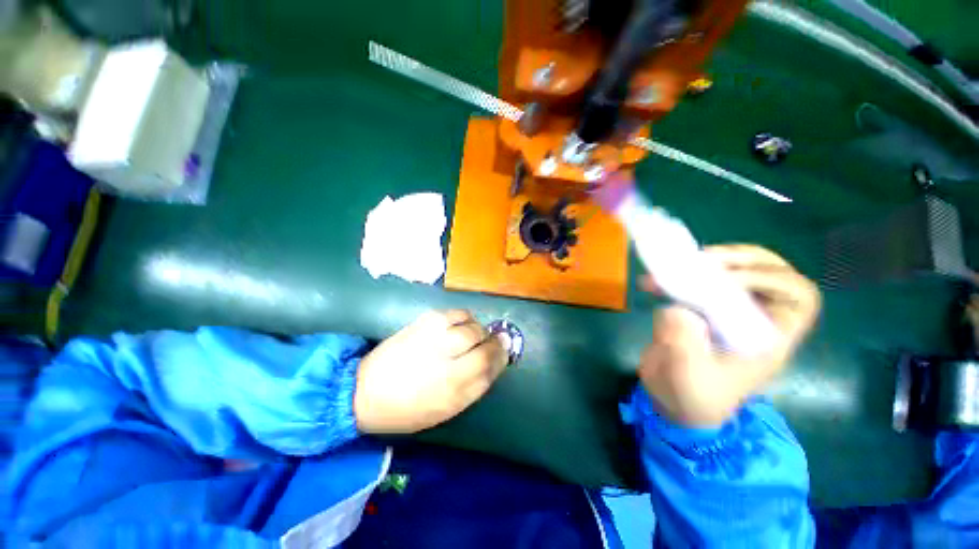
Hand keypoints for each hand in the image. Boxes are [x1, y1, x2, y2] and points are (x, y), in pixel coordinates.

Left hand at [354, 310, 508, 433]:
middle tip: (490, 342)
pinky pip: (456, 313)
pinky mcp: (424, 322)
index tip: (505, 352)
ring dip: (479, 329)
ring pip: (472, 326)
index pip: (489, 365)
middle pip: (484, 343)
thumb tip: (494, 361)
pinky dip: (464, 318)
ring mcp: (435, 337)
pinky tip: (459, 325)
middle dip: (492, 341)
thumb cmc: (409, 408)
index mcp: (453, 389)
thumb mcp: (446, 409)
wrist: (366, 390)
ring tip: (472, 335)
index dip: (501, 356)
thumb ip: (474, 386)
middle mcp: (447, 361)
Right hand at [638, 245, 820, 427]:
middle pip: (770, 272)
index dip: (771, 278)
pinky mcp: (697, 306)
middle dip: (740, 259)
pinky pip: (697, 280)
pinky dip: (678, 273)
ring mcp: (724, 309)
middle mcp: (753, 318)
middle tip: (703, 260)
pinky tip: (654, 282)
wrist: (671, 397)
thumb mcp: (689, 377)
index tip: (728, 279)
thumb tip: (676, 310)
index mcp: (768, 337)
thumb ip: (685, 344)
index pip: (798, 296)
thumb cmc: (691, 396)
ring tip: (679, 264)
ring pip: (735, 269)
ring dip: (709, 261)